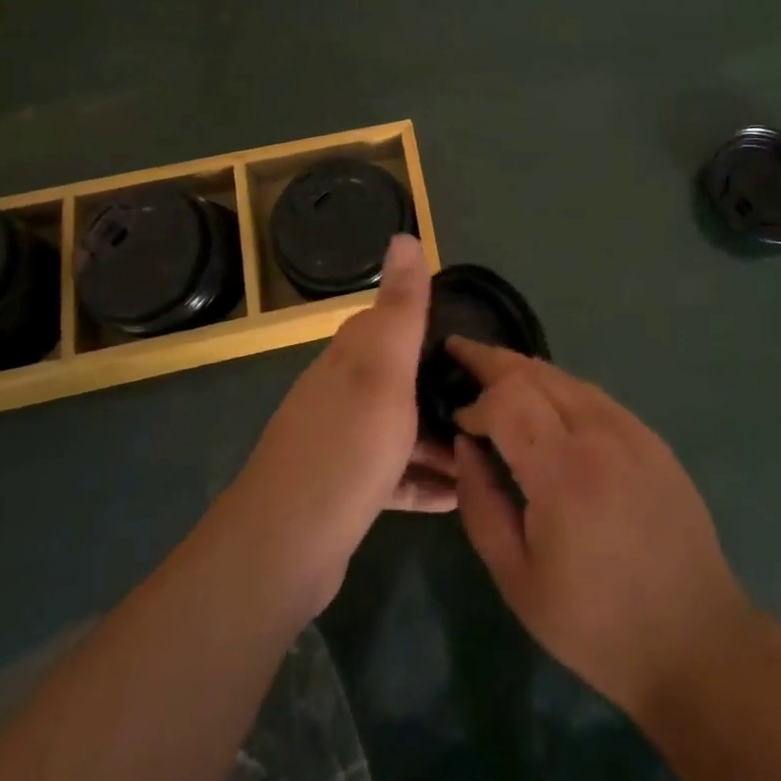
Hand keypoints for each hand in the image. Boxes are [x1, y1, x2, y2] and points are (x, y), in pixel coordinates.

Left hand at [225, 235, 455, 616]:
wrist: (286, 546)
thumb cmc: (348, 445)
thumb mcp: (384, 367)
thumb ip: (400, 306)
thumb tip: (403, 234)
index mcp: (351, 356)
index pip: (390, 321)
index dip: (430, 323)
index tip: (474, 338)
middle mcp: (342, 392)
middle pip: (400, 377)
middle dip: (443, 386)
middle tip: (494, 401)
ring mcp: (341, 442)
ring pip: (401, 427)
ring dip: (440, 437)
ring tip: (487, 450)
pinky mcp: (345, 489)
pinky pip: (395, 474)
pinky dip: (425, 480)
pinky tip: (457, 495)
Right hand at [451, 340, 754, 721]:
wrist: (694, 640)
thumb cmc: (596, 624)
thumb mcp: (517, 579)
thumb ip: (481, 505)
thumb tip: (465, 446)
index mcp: (564, 472)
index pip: (507, 399)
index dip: (475, 401)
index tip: (457, 422)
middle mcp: (600, 434)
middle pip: (536, 372)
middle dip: (493, 360)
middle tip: (460, 353)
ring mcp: (633, 431)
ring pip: (567, 377)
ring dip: (526, 371)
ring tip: (495, 374)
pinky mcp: (652, 438)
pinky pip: (594, 396)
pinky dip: (560, 388)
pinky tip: (546, 404)